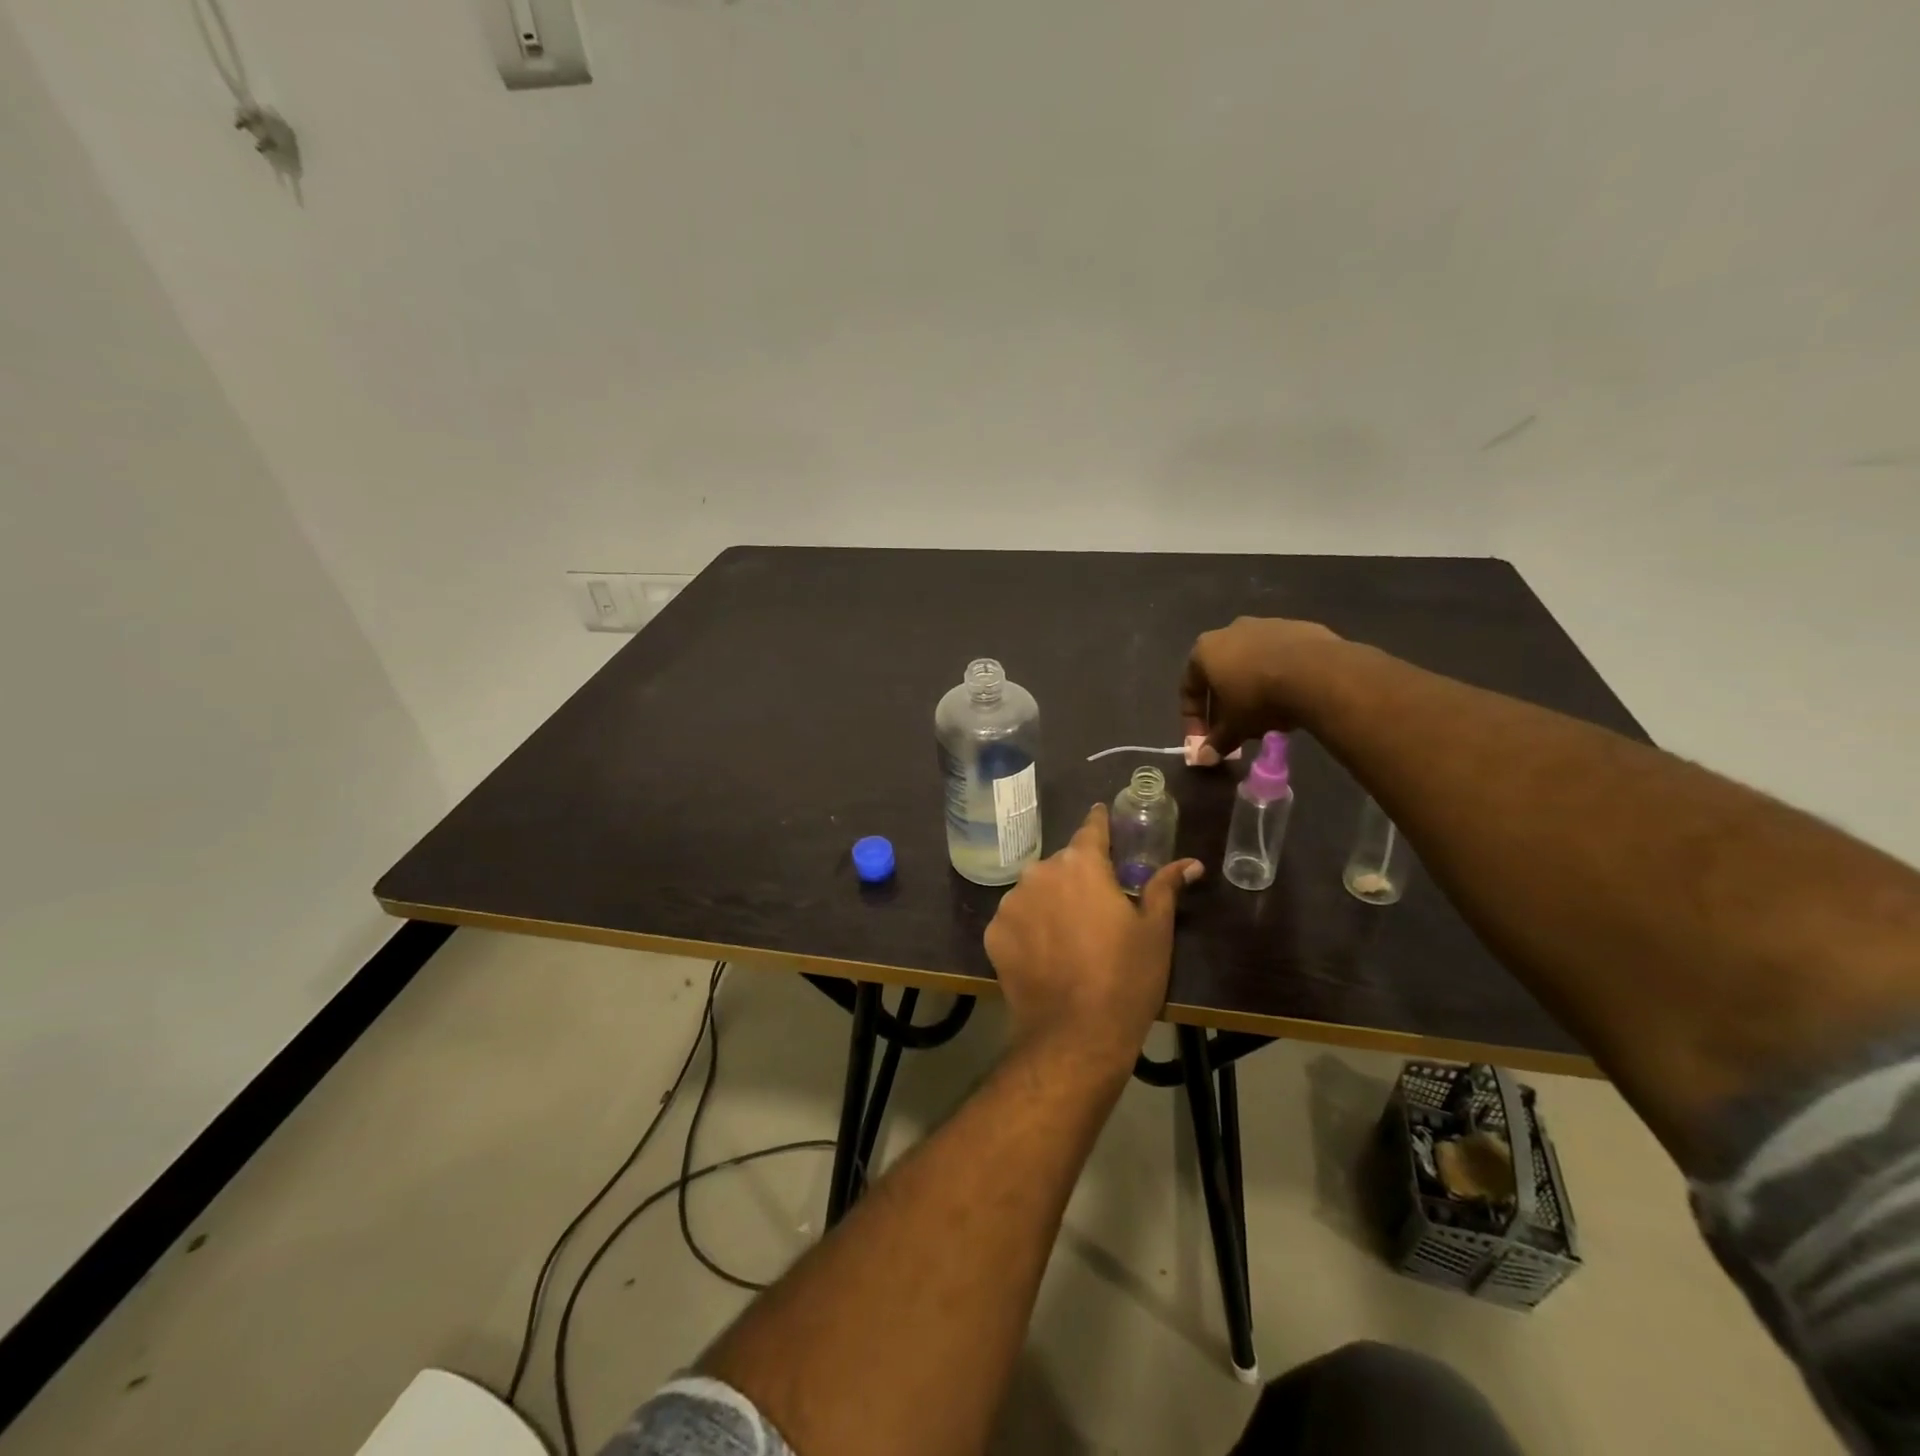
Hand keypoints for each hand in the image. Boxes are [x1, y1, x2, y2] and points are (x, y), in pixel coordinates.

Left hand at [983, 804, 1202, 1083]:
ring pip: (1036, 891)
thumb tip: (1191, 863)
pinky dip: (1029, 929)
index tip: (1101, 814)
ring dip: (1051, 903)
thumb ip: (1165, 887)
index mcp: (1081, 864)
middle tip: (1096, 909)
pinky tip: (1044, 956)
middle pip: (1063, 865)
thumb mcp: (1155, 932)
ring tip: (1069, 938)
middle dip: (1078, 878)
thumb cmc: (1125, 979)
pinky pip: (1016, 920)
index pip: (1091, 828)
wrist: (1074, 1036)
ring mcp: (1011, 902)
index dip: (1099, 822)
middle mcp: (1040, 872)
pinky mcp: (993, 933)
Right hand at [1180, 616, 1344, 759]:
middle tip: (1234, 730)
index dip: (1193, 719)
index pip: (1189, 688)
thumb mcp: (1234, 726)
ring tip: (1266, 717)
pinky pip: (1281, 658)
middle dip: (1225, 705)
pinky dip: (1280, 677)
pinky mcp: (1298, 628)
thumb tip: (1204, 758)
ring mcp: (1266, 625)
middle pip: (1221, 674)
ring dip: (1253, 689)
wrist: (1317, 672)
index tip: (1204, 740)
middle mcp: (1230, 630)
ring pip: (1251, 664)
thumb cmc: (1259, 698)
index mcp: (1205, 650)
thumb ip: (1217, 741)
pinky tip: (1291, 698)